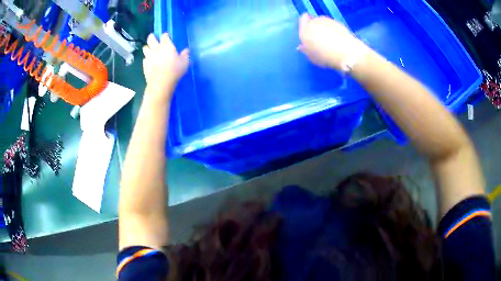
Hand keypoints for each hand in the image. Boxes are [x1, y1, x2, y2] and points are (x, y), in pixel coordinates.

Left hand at [142, 33, 189, 97]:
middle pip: (151, 38)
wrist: (161, 83)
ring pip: (145, 47)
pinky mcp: (144, 65)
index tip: (167, 36)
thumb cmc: (174, 70)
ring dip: (147, 47)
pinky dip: (146, 58)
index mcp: (166, 45)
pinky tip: (149, 61)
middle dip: (152, 37)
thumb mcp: (185, 62)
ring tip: (150, 49)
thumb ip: (185, 55)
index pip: (164, 36)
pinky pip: (144, 58)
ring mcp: (149, 56)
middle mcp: (156, 48)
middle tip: (154, 38)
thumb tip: (186, 50)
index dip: (165, 35)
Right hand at [298, 14, 367, 69]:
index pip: (303, 19)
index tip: (309, 31)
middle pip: (313, 20)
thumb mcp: (312, 57)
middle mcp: (314, 22)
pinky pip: (332, 25)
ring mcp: (327, 21)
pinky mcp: (338, 22)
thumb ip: (306, 50)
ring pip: (323, 22)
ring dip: (324, 28)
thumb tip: (302, 46)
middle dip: (315, 27)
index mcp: (305, 30)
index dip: (305, 23)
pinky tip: (337, 38)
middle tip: (319, 38)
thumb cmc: (325, 57)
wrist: (346, 52)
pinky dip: (333, 29)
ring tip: (330, 39)